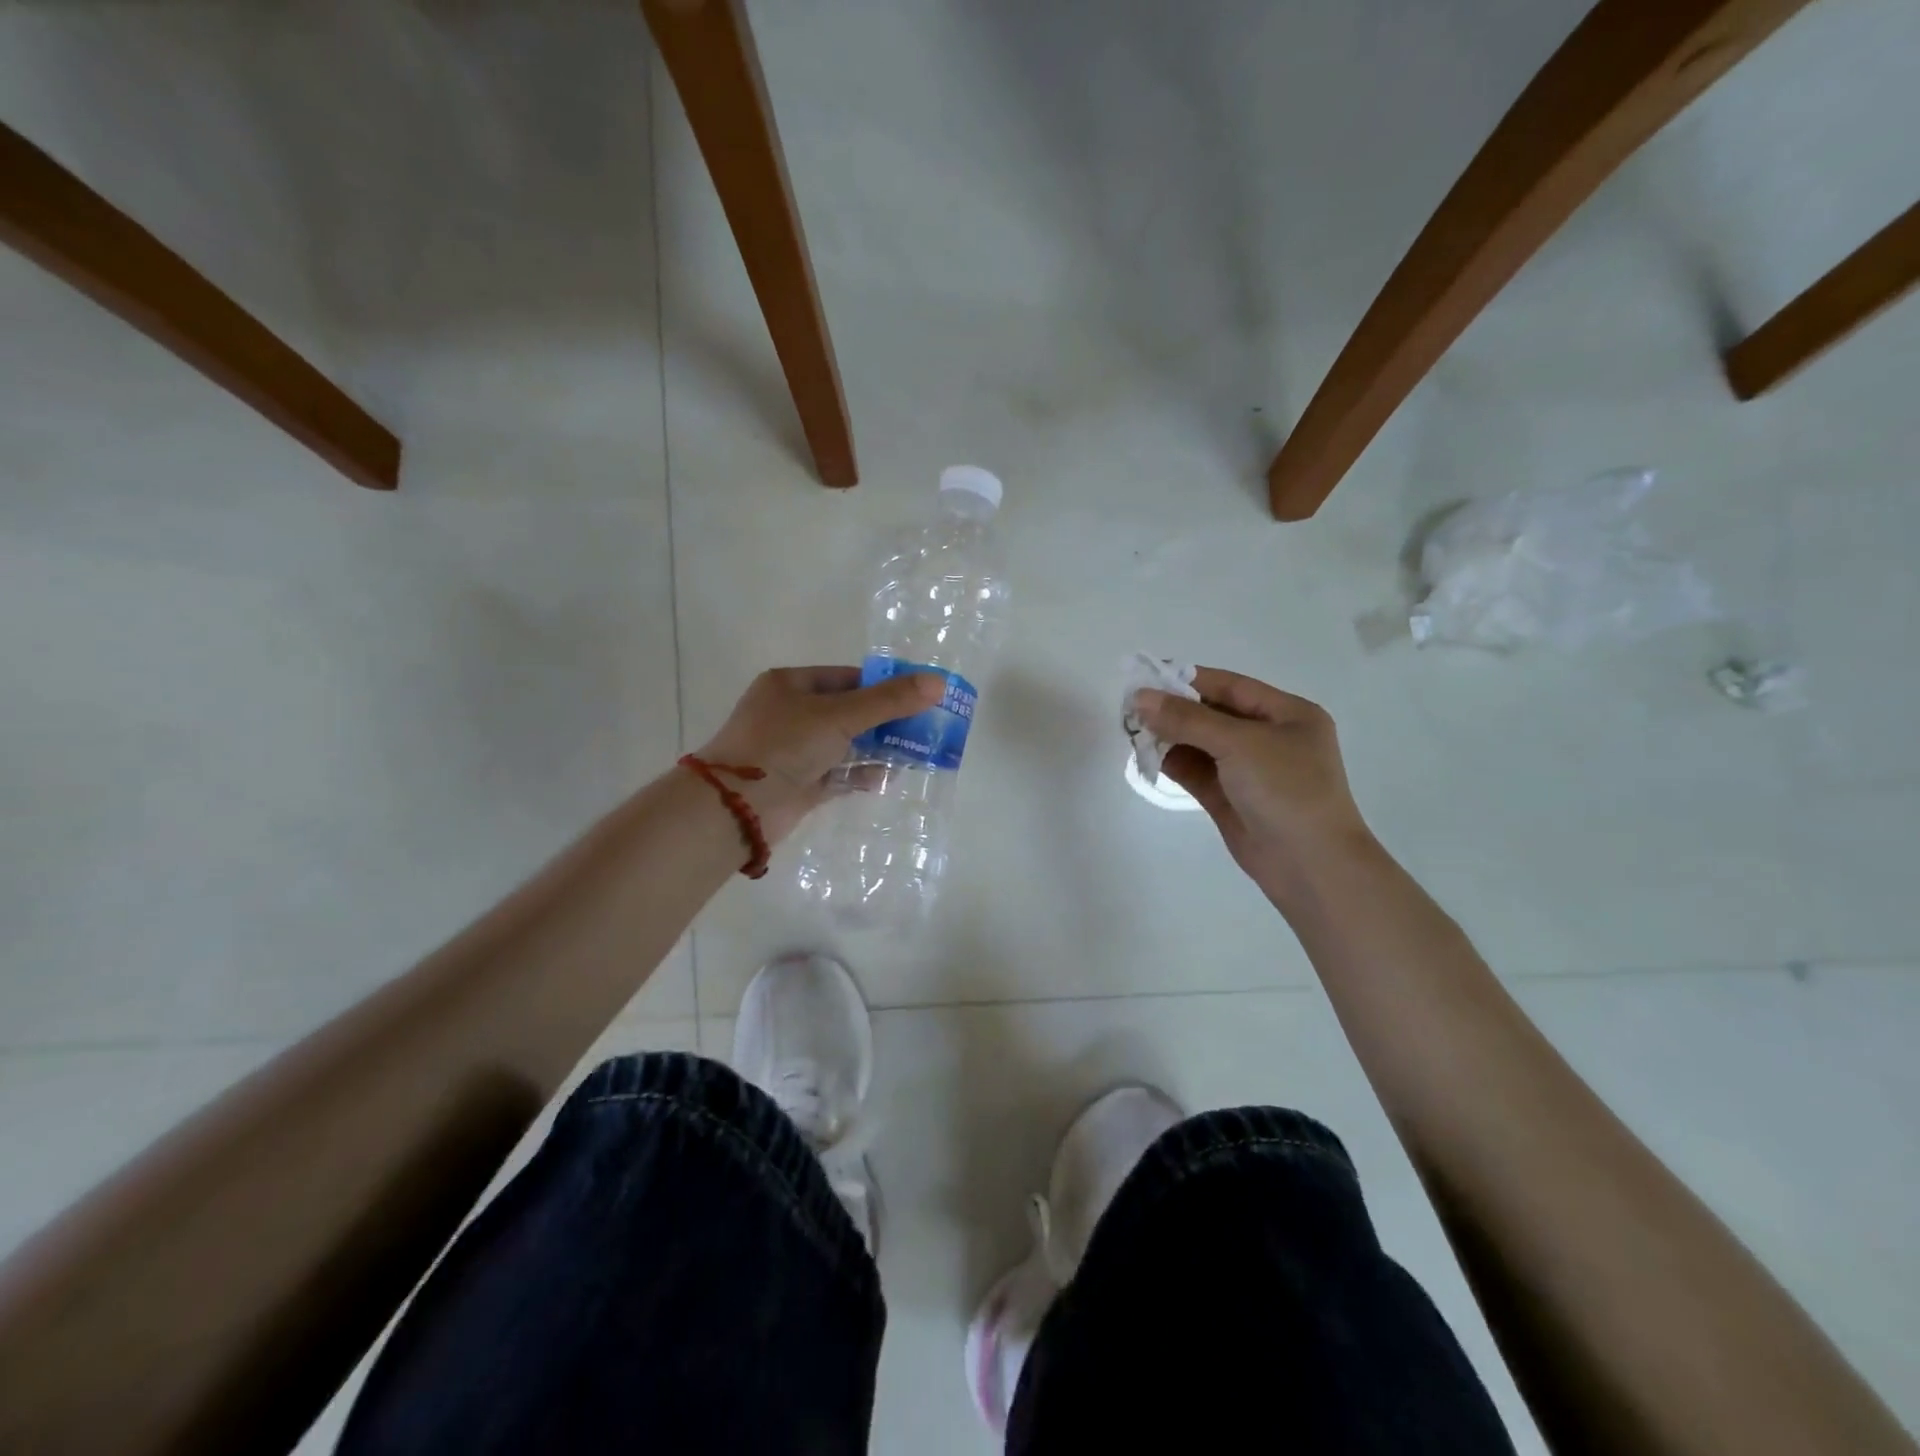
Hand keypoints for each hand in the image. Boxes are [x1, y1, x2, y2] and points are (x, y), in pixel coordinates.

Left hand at [694, 666, 943, 844]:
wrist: (737, 806)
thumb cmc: (784, 744)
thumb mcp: (839, 715)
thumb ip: (888, 701)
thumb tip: (938, 683)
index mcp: (790, 685)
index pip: (846, 678)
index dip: (882, 686)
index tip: (918, 697)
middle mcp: (791, 714)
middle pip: (849, 712)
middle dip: (885, 720)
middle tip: (924, 727)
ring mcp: (794, 751)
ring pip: (845, 745)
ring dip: (877, 749)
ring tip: (915, 752)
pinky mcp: (800, 784)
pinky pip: (838, 774)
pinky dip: (861, 774)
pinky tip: (889, 777)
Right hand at [1133, 667, 1372, 893]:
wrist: (1310, 865)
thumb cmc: (1286, 790)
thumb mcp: (1239, 744)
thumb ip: (1187, 719)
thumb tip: (1140, 698)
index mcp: (1287, 714)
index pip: (1229, 686)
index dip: (1188, 679)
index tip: (1146, 675)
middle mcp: (1268, 738)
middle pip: (1212, 714)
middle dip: (1174, 710)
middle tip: (1132, 707)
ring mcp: (1248, 770)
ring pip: (1200, 743)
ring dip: (1169, 737)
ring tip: (1133, 732)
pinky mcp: (1229, 797)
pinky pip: (1196, 770)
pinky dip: (1172, 762)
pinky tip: (1147, 756)